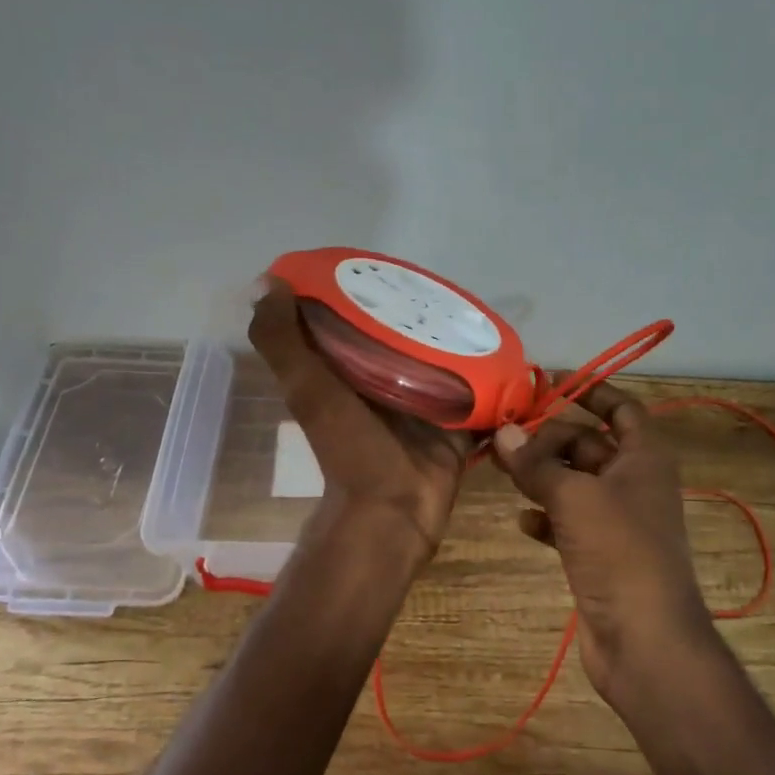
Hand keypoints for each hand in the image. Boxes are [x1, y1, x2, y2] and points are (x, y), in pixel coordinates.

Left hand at [249, 278, 469, 563]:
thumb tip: (266, 282)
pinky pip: (478, 390)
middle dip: (423, 312)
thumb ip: (282, 342)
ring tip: (483, 311)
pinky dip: (490, 373)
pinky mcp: (457, 420)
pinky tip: (509, 349)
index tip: (386, 263)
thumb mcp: (308, 390)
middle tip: (450, 286)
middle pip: (406, 336)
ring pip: (443, 359)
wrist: (393, 510)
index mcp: (348, 370)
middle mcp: (385, 381)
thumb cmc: (349, 447)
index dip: (365, 290)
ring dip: (459, 339)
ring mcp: (424, 402)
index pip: (356, 319)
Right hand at [492, 383, 717, 700]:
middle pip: (590, 445)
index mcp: (645, 459)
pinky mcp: (601, 555)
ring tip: (503, 470)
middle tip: (506, 435)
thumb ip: (537, 464)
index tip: (551, 381)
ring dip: (543, 476)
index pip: (623, 408)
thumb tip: (503, 433)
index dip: (592, 391)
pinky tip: (522, 521)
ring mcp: (618, 522)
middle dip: (551, 438)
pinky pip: (569, 523)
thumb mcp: (575, 498)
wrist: (645, 639)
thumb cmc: (619, 552)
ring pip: (575, 484)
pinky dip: (547, 517)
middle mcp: (634, 484)